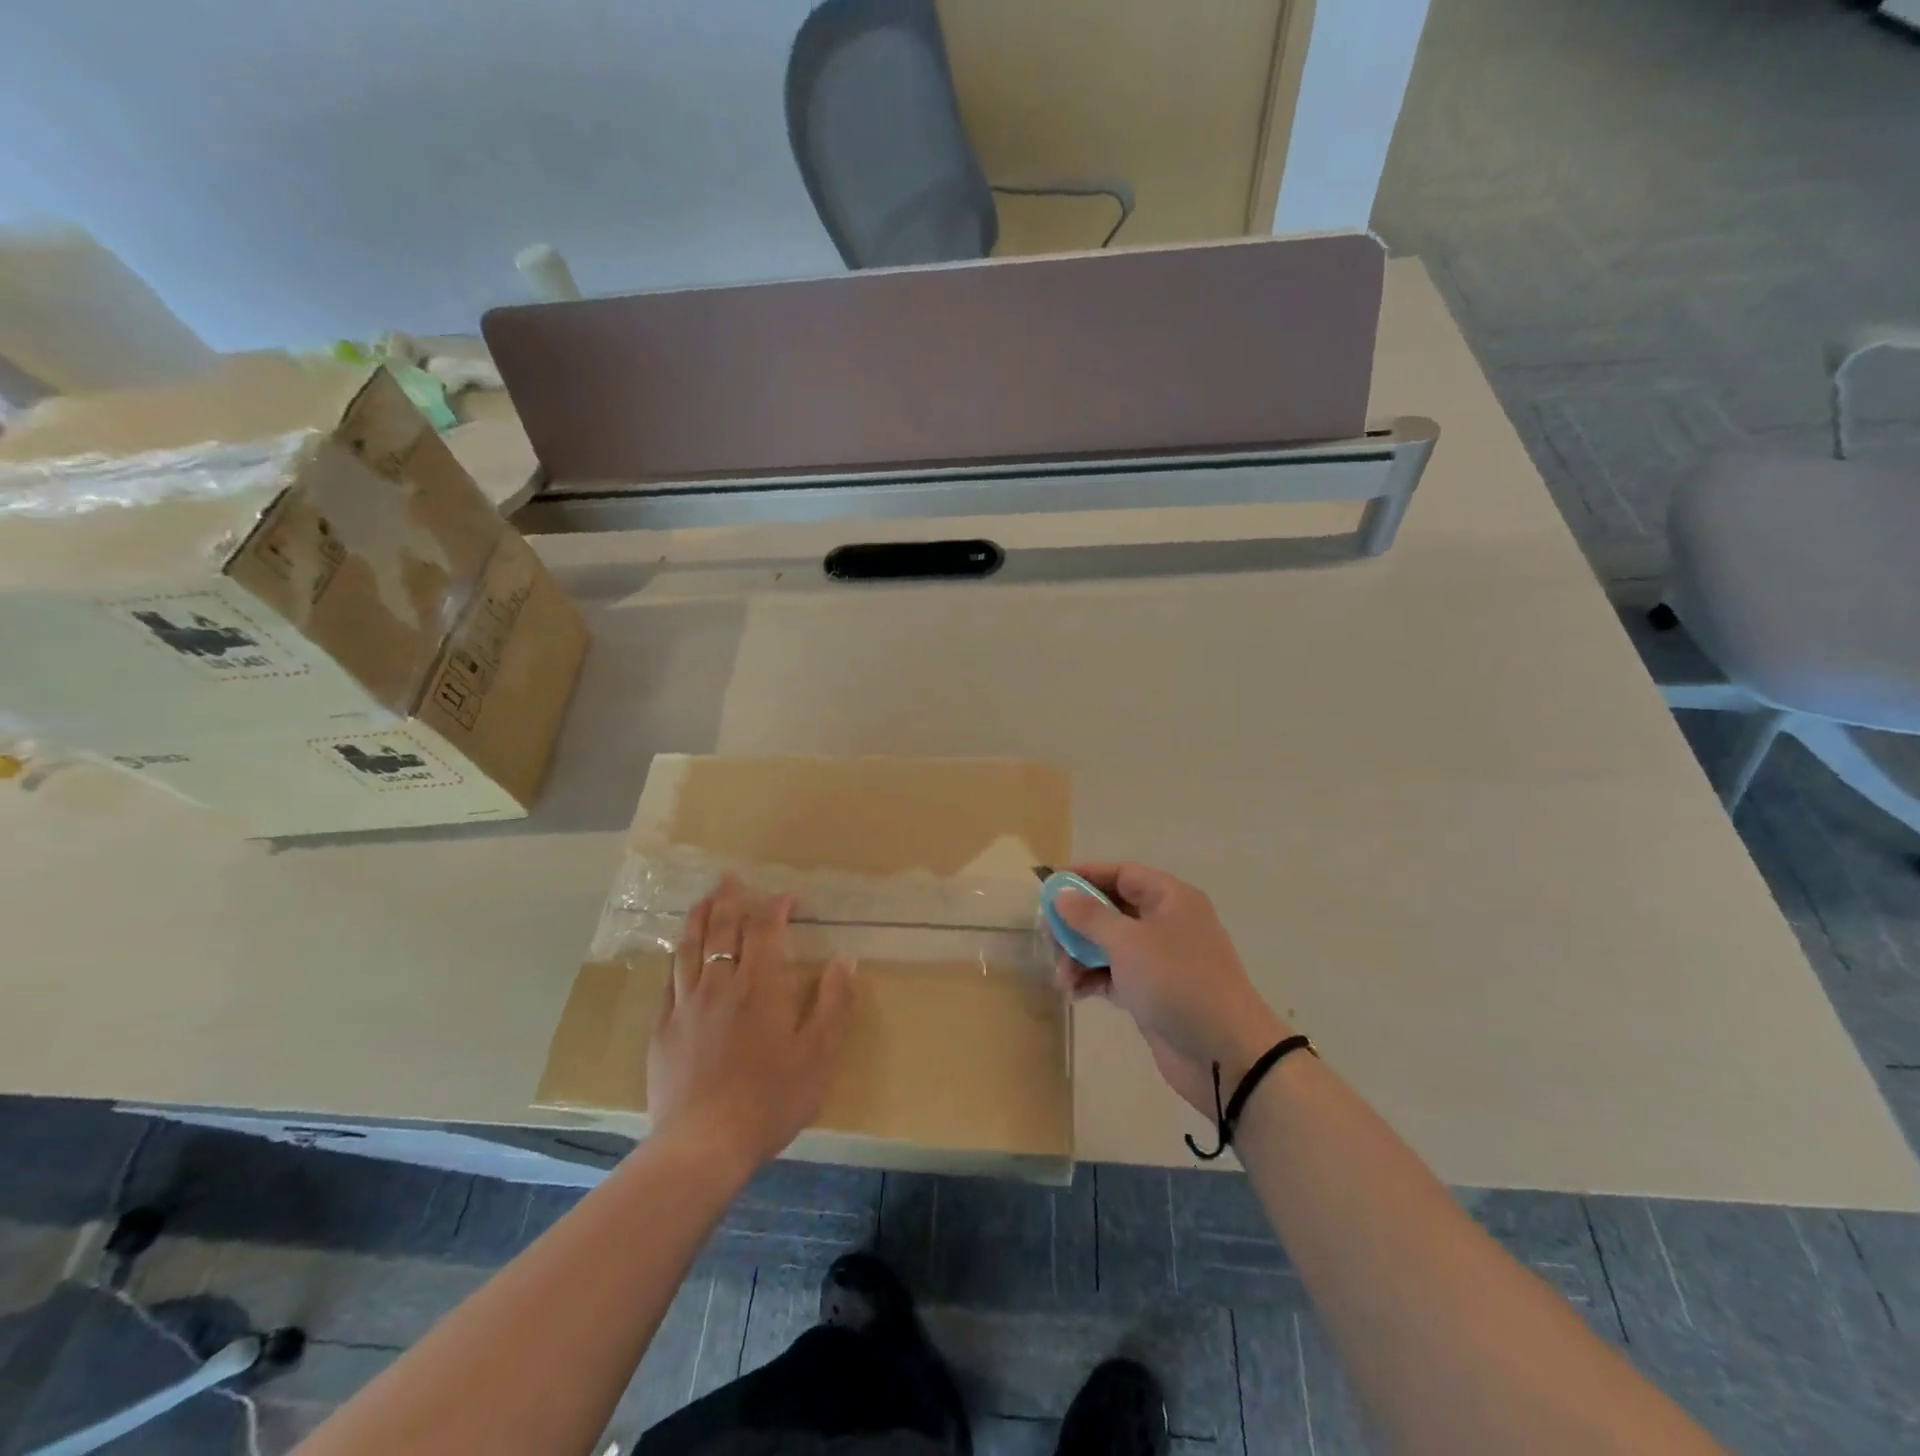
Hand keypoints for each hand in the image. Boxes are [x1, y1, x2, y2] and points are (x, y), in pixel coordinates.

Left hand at [648, 876, 855, 1170]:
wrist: (703, 1145)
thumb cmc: (771, 1099)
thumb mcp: (819, 1054)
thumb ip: (834, 1003)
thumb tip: (846, 961)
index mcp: (760, 986)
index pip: (766, 930)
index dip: (777, 907)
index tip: (788, 897)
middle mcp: (720, 984)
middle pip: (722, 929)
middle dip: (729, 899)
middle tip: (731, 878)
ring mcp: (686, 1006)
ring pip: (689, 948)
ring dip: (698, 918)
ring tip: (703, 900)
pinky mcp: (662, 1030)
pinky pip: (669, 980)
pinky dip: (678, 957)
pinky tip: (680, 955)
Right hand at [1053, 863, 1291, 1115]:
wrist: (1225, 1053)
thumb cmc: (1177, 981)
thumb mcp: (1128, 942)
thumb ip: (1090, 916)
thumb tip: (1062, 894)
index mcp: (1169, 898)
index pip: (1121, 873)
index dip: (1084, 876)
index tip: (1048, 885)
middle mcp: (1166, 922)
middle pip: (1111, 909)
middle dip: (1076, 922)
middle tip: (1048, 937)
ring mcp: (1160, 959)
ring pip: (1109, 944)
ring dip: (1080, 955)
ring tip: (1061, 977)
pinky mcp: (1153, 992)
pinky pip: (1114, 974)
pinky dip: (1093, 978)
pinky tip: (1075, 993)